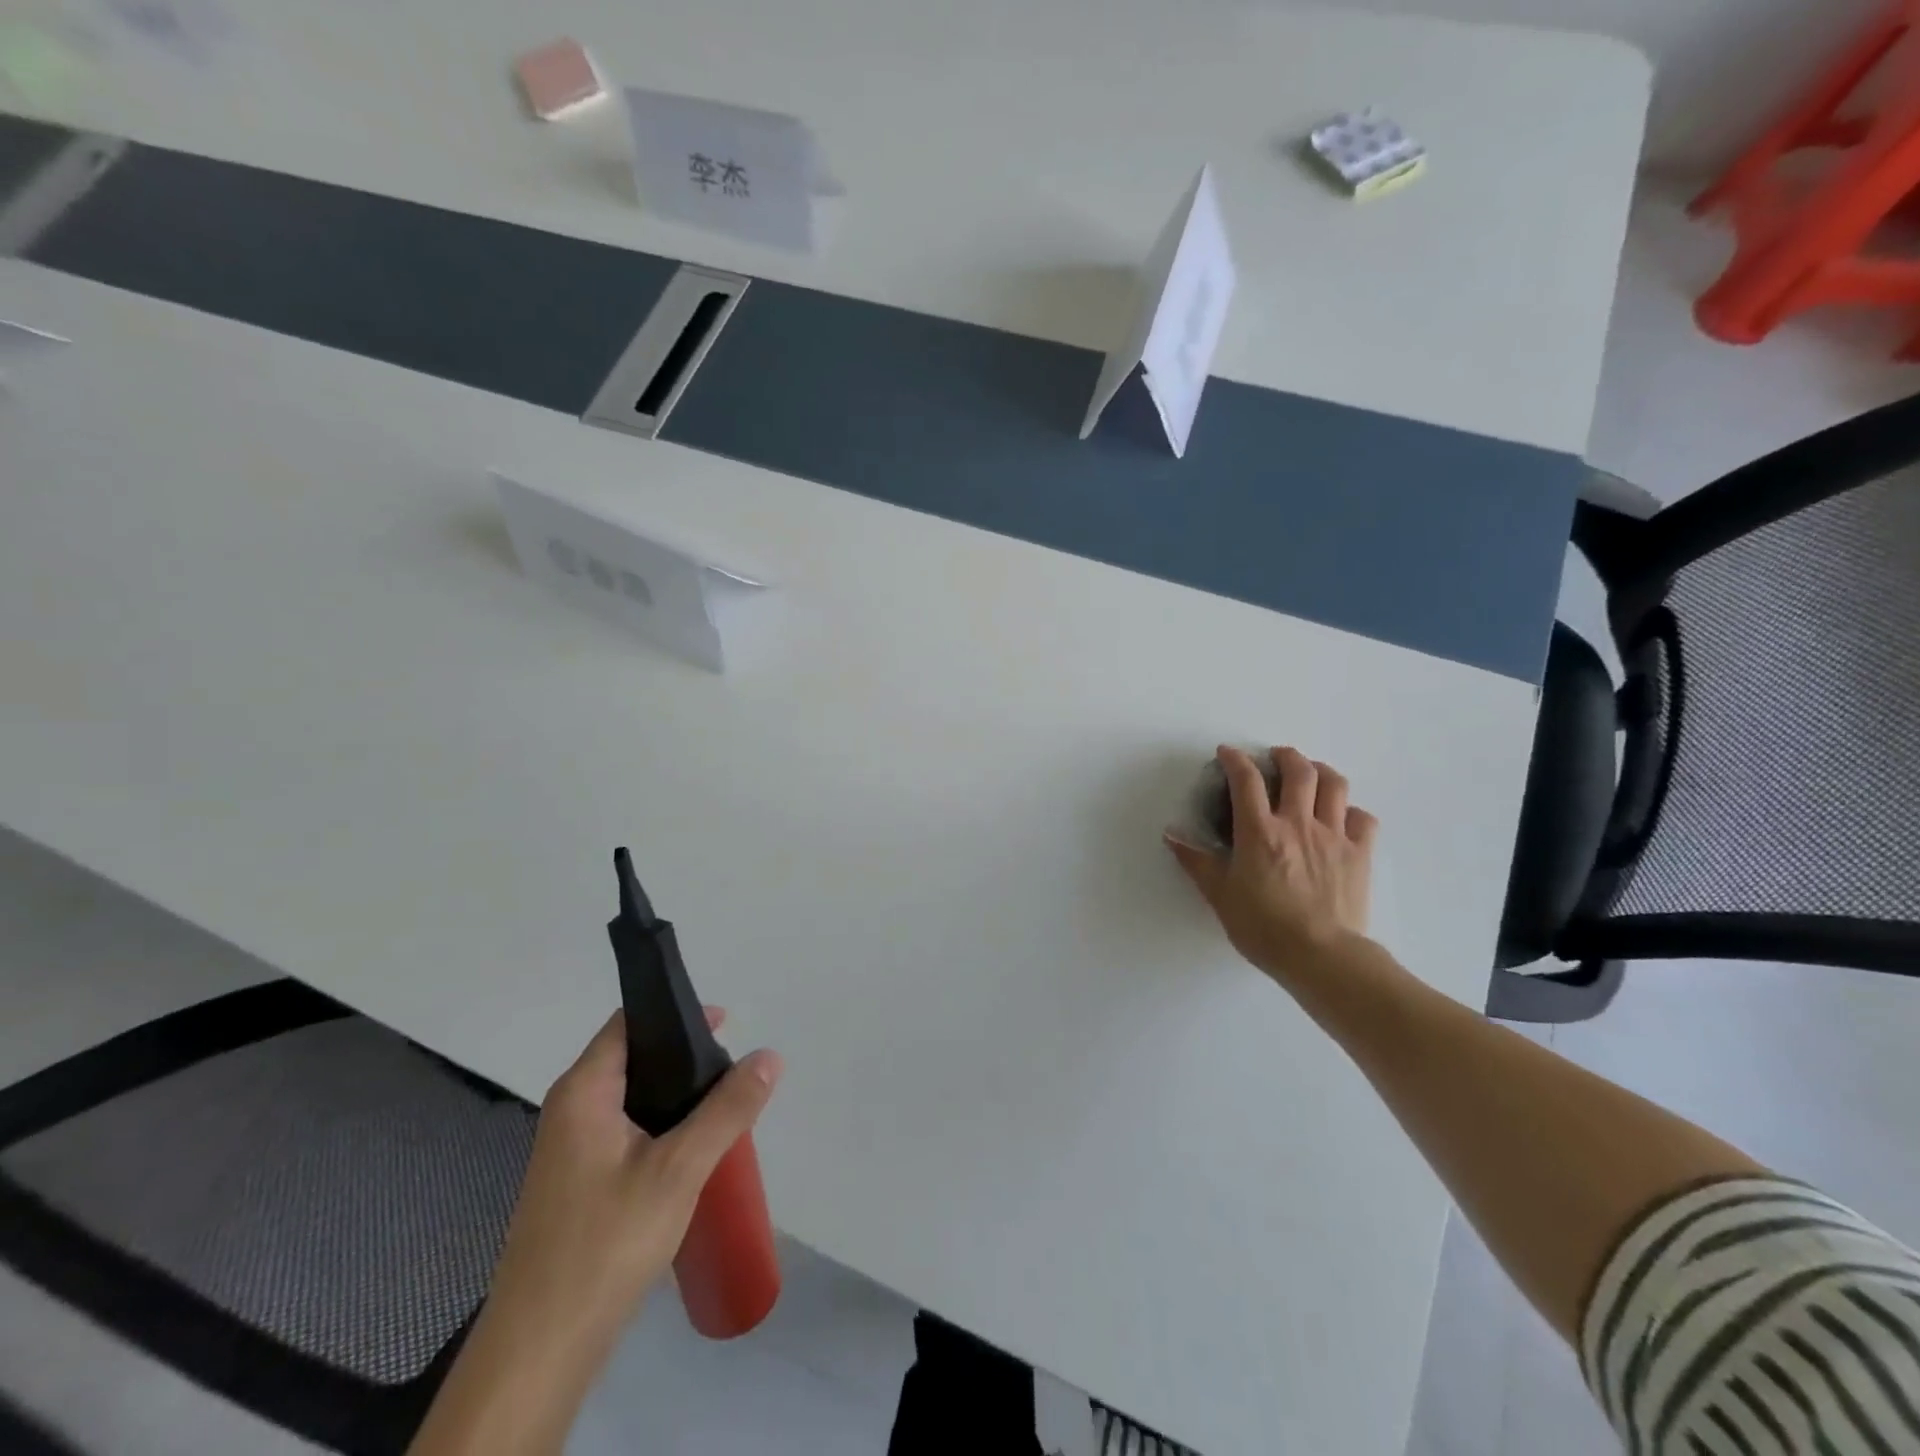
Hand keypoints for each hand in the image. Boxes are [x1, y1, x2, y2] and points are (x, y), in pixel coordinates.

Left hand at [485, 1009, 782, 1349]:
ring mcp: (570, 1150)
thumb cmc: (606, 1242)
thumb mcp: (680, 1169)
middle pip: (633, 1058)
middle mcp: (570, 1110)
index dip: (677, 1015)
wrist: (541, 1349)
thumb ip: (728, 1109)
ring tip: (723, 1105)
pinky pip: (626, 1131)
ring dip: (676, 1096)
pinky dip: (662, 1126)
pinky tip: (692, 1150)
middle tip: (733, 1069)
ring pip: (632, 1099)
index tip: (726, 1024)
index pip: (629, 1024)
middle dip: (685, 1057)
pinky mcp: (577, 1184)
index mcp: (583, 1091)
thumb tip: (770, 1056)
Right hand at [1166, 746, 1377, 980]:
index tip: (1227, 754)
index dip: (1235, 760)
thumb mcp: (1219, 895)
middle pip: (1298, 771)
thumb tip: (1171, 836)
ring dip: (1321, 771)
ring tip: (1312, 773)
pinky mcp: (1360, 854)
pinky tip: (1341, 817)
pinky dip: (1351, 810)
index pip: (1246, 780)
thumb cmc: (1263, 927)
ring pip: (1335, 785)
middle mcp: (1298, 823)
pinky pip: (1362, 818)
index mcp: (1260, 831)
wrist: (1321, 955)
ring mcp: (1334, 836)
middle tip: (1275, 757)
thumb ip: (1196, 861)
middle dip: (1285, 756)